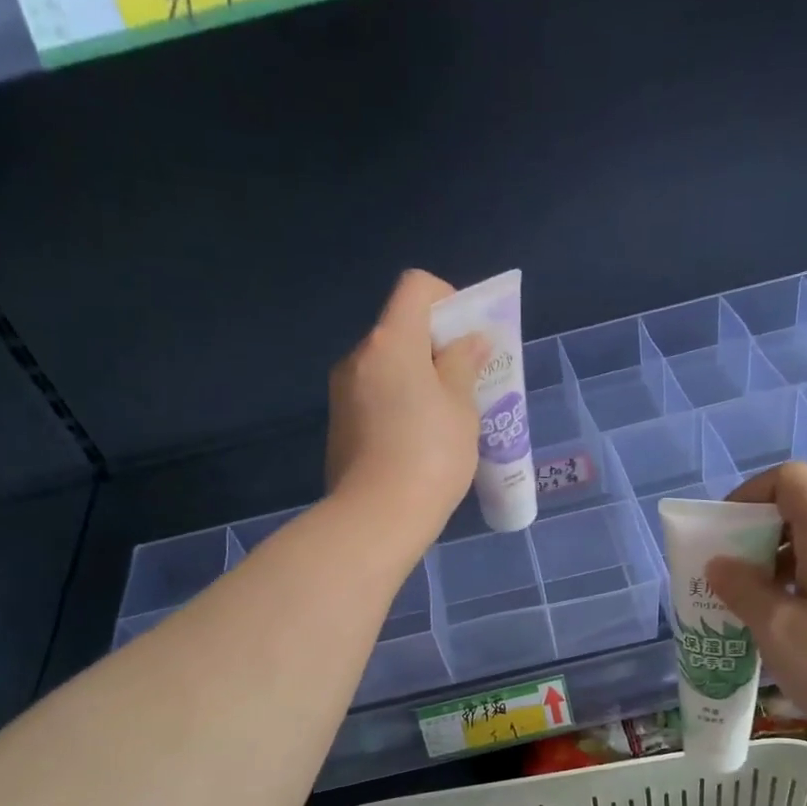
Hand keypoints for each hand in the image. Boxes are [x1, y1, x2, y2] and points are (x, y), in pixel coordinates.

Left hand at [326, 270, 488, 554]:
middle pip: (400, 329)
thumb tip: (468, 341)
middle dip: (435, 347)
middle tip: (464, 384)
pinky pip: (373, 397)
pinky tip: (416, 443)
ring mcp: (342, 392)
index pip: (416, 287)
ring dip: (416, 379)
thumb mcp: (461, 407)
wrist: (377, 518)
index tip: (467, 338)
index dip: (448, 299)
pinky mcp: (338, 425)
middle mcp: (359, 357)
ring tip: (443, 420)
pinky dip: (397, 404)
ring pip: (386, 367)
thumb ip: (463, 364)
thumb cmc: (431, 455)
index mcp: (391, 342)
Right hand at [704, 462, 806, 758]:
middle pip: (805, 514)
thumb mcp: (778, 631)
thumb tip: (720, 563)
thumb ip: (742, 588)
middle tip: (735, 584)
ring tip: (765, 616)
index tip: (726, 534)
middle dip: (760, 539)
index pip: (791, 479)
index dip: (750, 494)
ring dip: (784, 569)